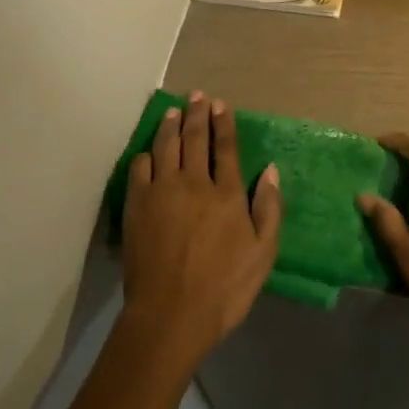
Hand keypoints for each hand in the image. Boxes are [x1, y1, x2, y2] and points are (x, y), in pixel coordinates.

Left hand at [120, 91, 281, 370]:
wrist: (171, 314)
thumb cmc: (224, 288)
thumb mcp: (264, 253)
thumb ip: (269, 208)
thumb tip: (271, 170)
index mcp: (227, 193)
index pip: (226, 148)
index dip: (224, 123)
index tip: (221, 104)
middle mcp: (194, 182)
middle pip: (195, 139)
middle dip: (197, 114)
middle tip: (196, 95)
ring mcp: (161, 191)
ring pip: (166, 146)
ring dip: (171, 125)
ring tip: (173, 111)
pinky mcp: (137, 205)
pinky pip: (140, 168)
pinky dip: (146, 155)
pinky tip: (148, 152)